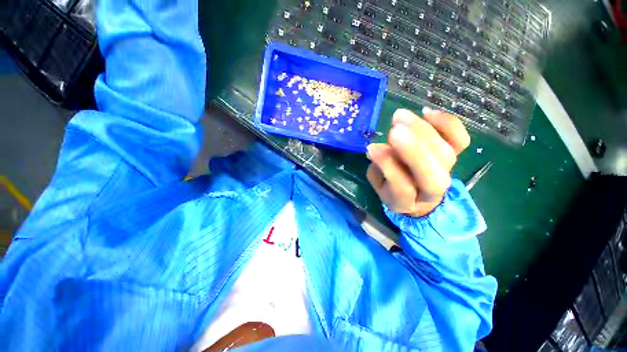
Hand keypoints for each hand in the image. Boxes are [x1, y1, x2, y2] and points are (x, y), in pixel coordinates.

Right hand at [366, 108, 470, 216]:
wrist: (419, 196)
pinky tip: (427, 113)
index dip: (389, 168)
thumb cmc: (392, 190)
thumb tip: (377, 148)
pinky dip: (448, 124)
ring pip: (444, 154)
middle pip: (432, 175)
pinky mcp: (455, 157)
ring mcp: (447, 173)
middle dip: (413, 151)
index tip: (372, 149)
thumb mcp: (379, 184)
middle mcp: (432, 192)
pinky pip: (460, 140)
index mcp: (407, 203)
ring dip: (423, 133)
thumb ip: (378, 169)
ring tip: (400, 117)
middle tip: (394, 131)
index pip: (403, 188)